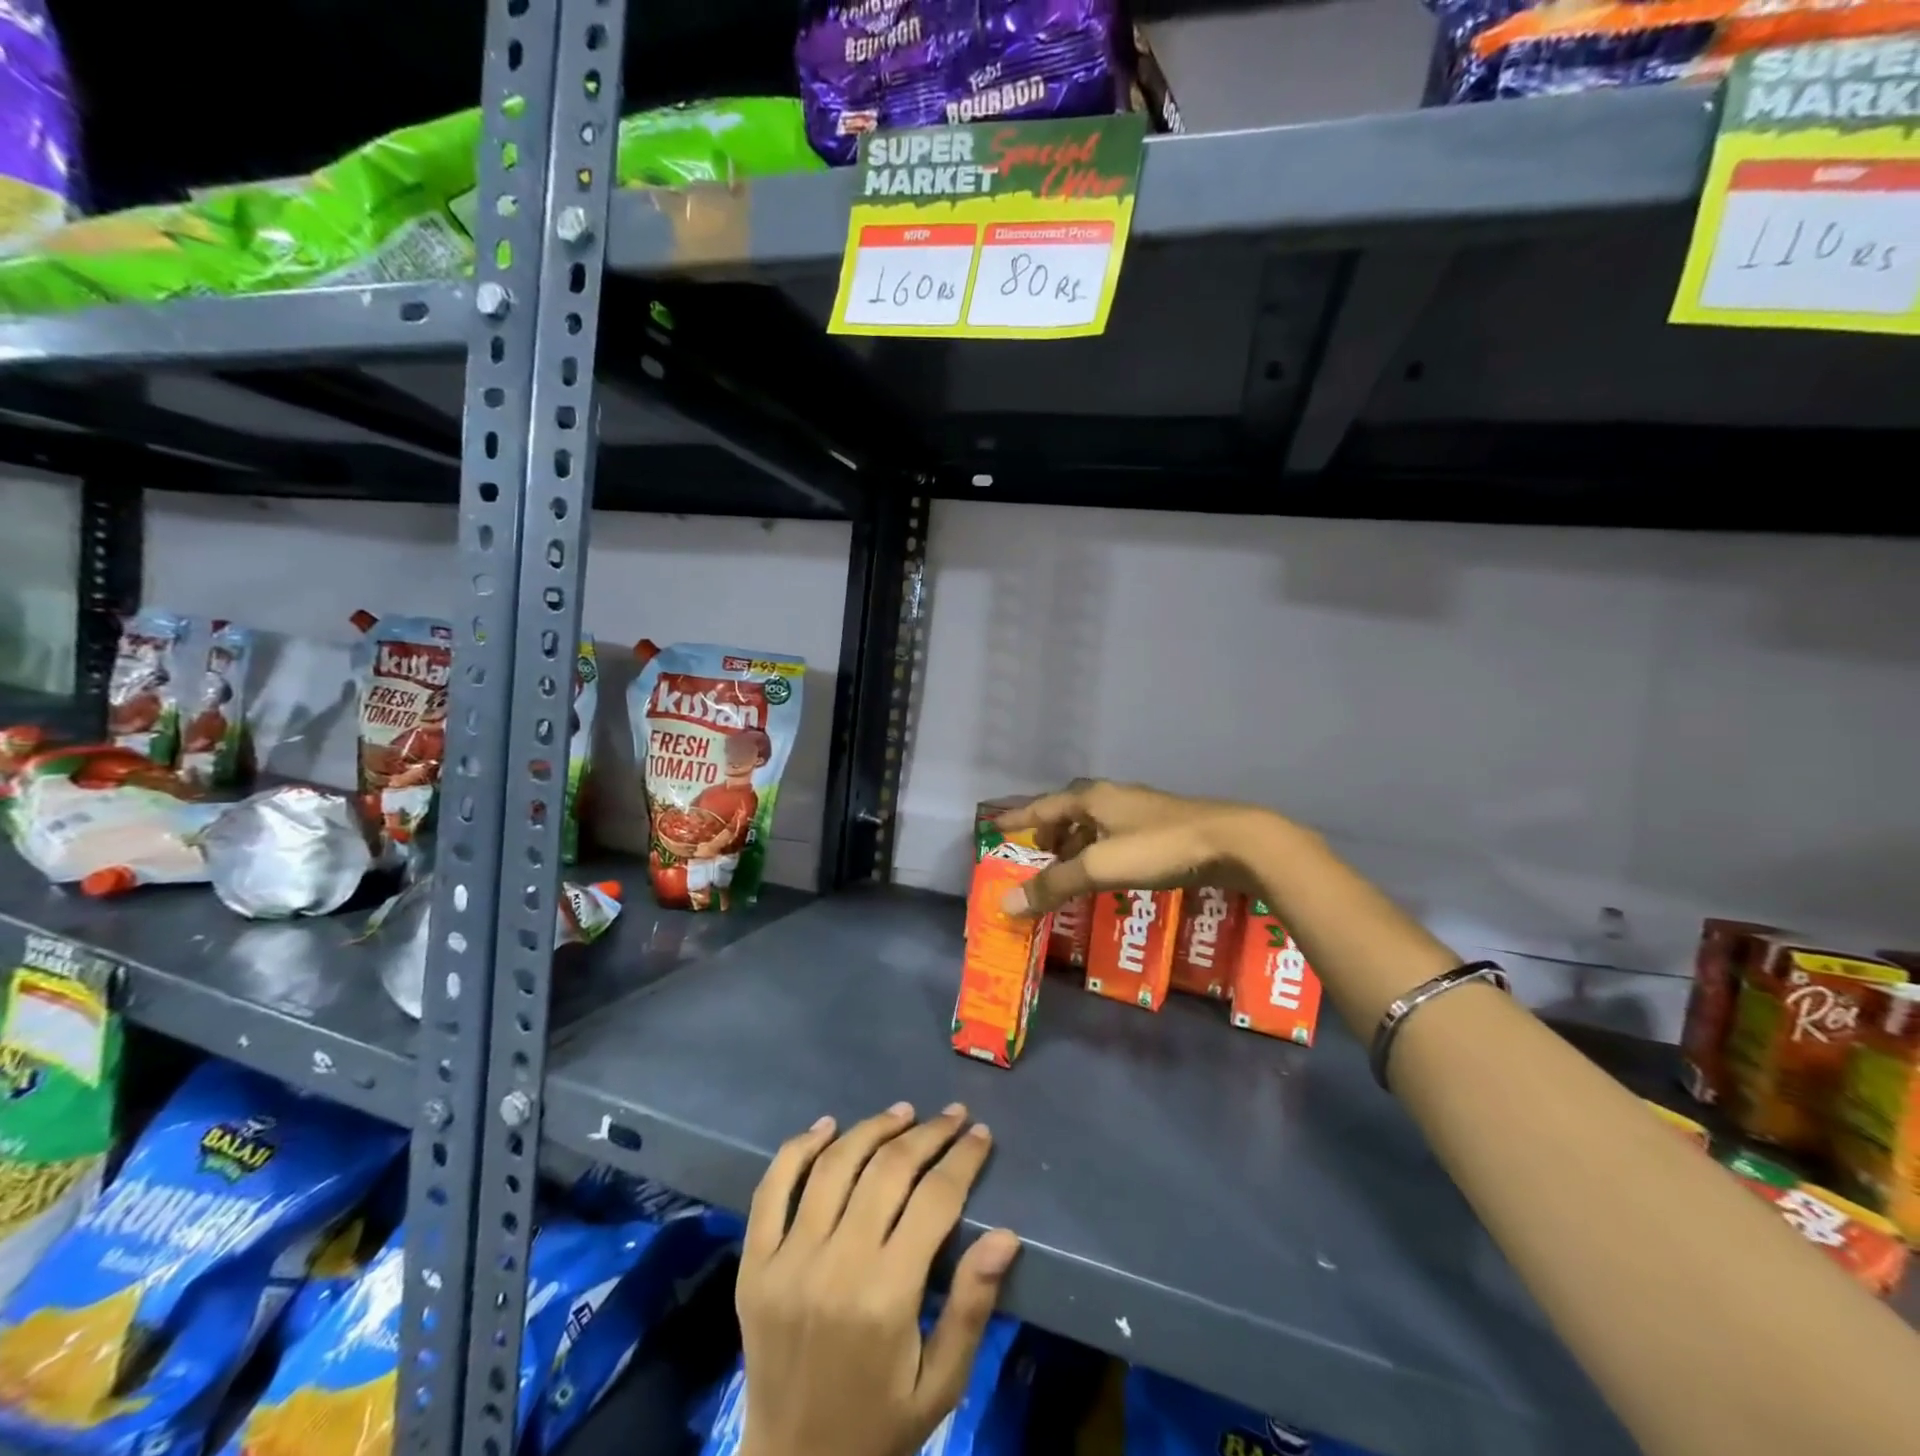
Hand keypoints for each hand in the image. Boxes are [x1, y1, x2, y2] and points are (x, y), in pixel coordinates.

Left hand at [736, 1103, 1021, 1455]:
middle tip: (951, 1115)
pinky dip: (799, 1148)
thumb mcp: (941, 1382)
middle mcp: (834, 1266)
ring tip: (902, 1114)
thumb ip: (972, 1306)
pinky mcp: (754, 1263)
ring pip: (834, 1166)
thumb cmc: (879, 1423)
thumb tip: (1006, 1234)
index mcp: (885, 1297)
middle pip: (887, 1170)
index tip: (979, 1134)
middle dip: (927, 1134)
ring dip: (872, 1129)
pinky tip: (827, 1126)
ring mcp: (786, 1260)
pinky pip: (772, 1188)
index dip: (962, 1159)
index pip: (934, 1200)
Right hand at [994, 779, 1273, 915]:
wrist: (1232, 842)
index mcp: (1092, 798)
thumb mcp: (1099, 868)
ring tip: (1069, 868)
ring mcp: (1141, 810)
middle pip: (1069, 811)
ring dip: (1076, 843)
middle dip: (1049, 832)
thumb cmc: (1158, 849)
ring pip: (1095, 823)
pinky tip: (1110, 871)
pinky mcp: (1163, 827)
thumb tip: (1005, 904)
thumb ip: (1053, 886)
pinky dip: (1101, 850)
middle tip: (1036, 854)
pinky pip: (1116, 835)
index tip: (995, 826)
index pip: (1043, 806)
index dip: (1018, 818)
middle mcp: (1113, 797)